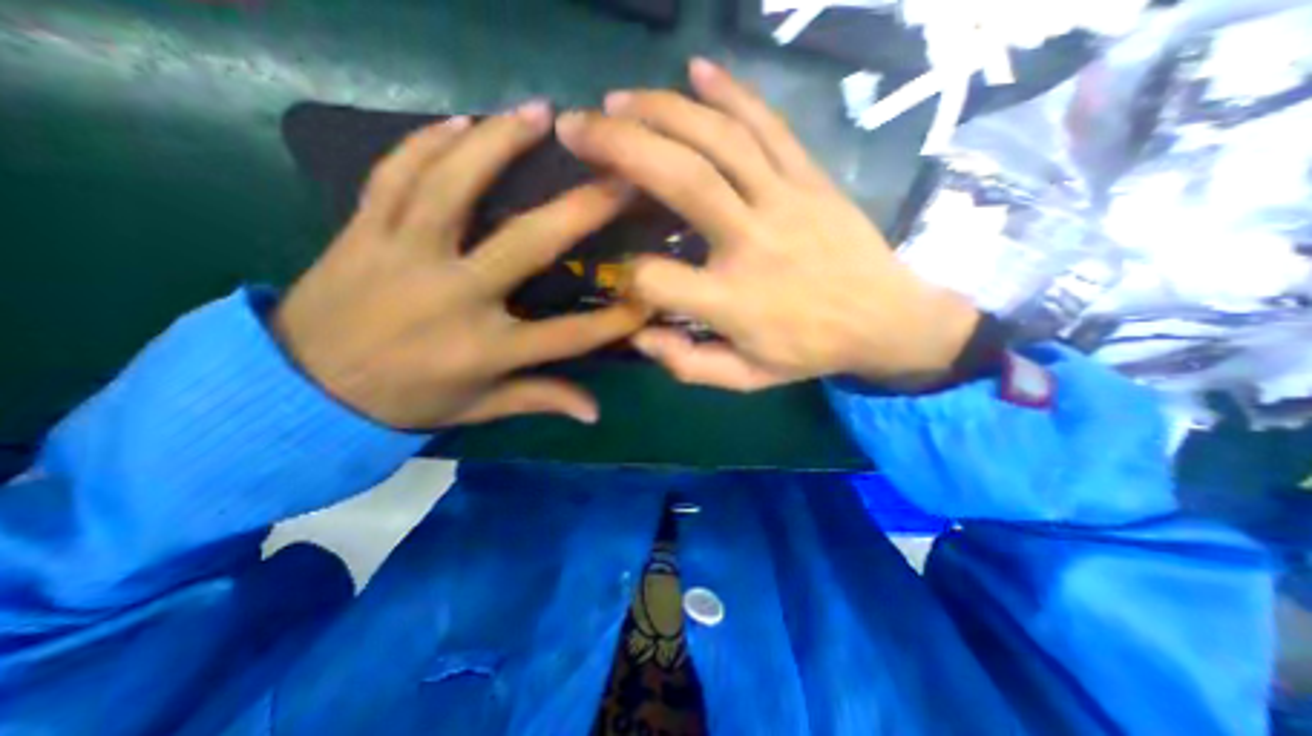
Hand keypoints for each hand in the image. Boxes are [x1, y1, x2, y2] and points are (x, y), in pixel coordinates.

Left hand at [273, 100, 651, 426]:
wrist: (301, 391)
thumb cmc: (405, 402)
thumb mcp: (480, 408)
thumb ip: (541, 400)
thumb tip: (594, 413)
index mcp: (484, 350)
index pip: (568, 334)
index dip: (615, 317)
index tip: (651, 293)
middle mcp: (452, 298)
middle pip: (526, 245)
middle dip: (580, 210)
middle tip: (617, 176)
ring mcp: (403, 257)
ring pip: (453, 187)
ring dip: (498, 144)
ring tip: (540, 114)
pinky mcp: (361, 232)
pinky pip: (394, 175)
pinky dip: (426, 142)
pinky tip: (461, 122)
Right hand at [551, 62, 971, 394]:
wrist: (887, 320)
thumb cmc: (810, 351)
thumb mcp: (747, 378)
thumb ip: (690, 365)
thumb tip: (639, 335)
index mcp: (735, 302)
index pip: (658, 279)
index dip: (629, 276)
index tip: (624, 275)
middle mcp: (755, 242)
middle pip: (683, 180)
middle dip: (621, 146)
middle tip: (576, 127)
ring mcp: (787, 200)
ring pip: (719, 140)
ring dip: (662, 112)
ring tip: (617, 102)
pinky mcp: (811, 178)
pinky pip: (769, 125)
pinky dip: (730, 92)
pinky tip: (696, 70)